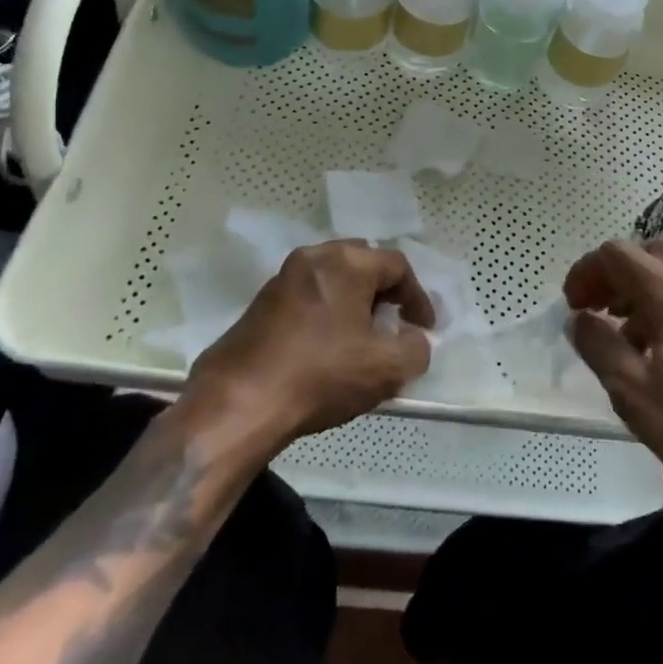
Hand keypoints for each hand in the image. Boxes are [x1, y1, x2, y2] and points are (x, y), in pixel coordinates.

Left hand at [185, 241, 434, 450]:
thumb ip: (416, 349)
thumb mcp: (386, 368)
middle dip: (384, 292)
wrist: (237, 404)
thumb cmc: (320, 375)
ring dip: (354, 302)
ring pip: (332, 279)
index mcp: (346, 263)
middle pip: (362, 264)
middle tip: (395, 323)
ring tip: (363, 338)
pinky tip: (328, 348)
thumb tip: (414, 340)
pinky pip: (307, 297)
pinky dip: (326, 313)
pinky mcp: (259, 305)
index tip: (425, 329)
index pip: (397, 266)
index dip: (418, 298)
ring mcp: (281, 279)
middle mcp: (313, 258)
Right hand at [565, 238, 662, 515]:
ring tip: (628, 328)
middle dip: (620, 270)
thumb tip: (579, 319)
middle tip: (600, 306)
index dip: (588, 270)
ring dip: (647, 282)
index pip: (620, 254)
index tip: (573, 304)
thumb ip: (599, 347)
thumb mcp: (633, 393)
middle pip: (653, 249)